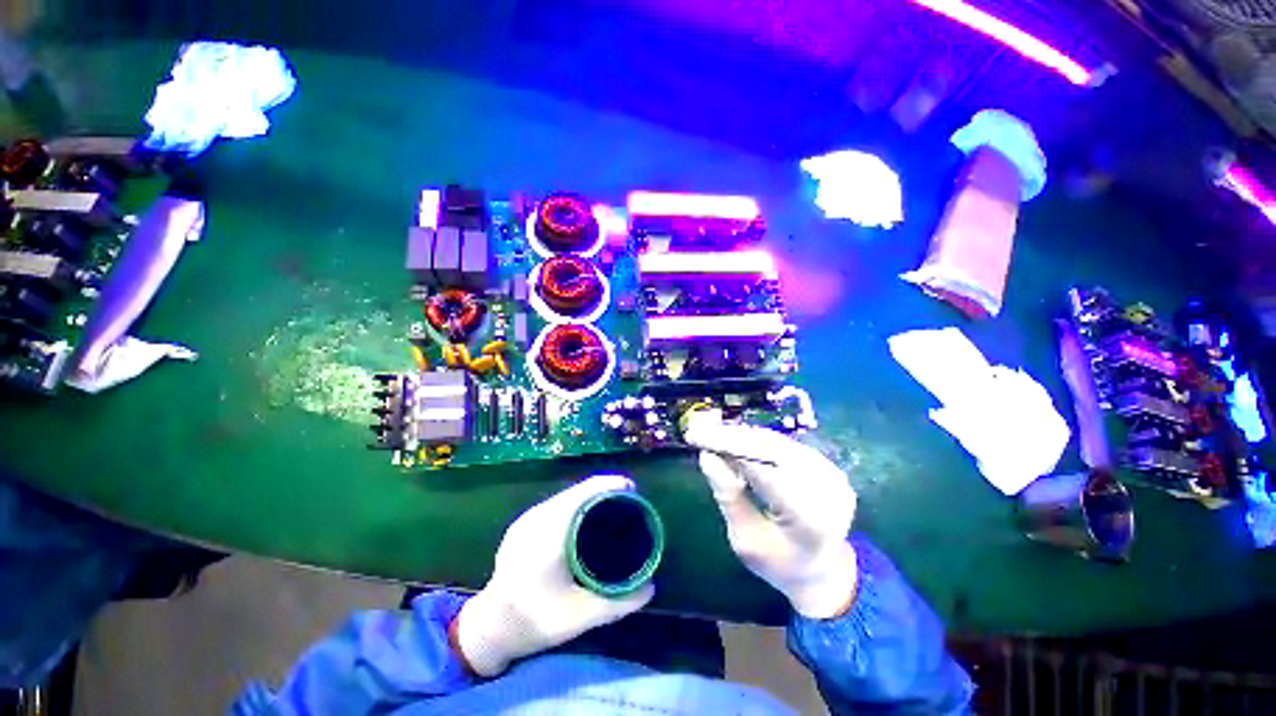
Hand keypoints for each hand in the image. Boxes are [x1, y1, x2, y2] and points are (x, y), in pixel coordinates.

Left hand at [454, 474, 653, 675]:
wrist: (489, 628)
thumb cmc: (536, 620)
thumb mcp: (582, 617)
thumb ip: (619, 602)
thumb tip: (650, 587)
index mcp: (550, 530)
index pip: (585, 492)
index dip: (610, 484)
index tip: (632, 489)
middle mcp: (537, 517)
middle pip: (577, 491)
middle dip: (604, 490)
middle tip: (627, 502)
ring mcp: (527, 519)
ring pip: (566, 496)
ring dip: (590, 496)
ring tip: (611, 507)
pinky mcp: (522, 525)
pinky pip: (556, 504)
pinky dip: (576, 505)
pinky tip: (585, 519)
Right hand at [685, 414, 858, 619]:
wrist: (824, 572)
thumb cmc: (779, 563)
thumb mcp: (745, 539)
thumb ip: (728, 497)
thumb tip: (706, 455)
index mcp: (808, 518)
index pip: (760, 468)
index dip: (726, 446)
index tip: (695, 436)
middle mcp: (827, 490)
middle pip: (770, 448)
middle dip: (731, 436)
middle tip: (700, 430)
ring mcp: (831, 474)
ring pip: (777, 441)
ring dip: (742, 435)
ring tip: (713, 433)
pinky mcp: (827, 465)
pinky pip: (785, 444)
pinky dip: (757, 440)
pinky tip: (736, 440)